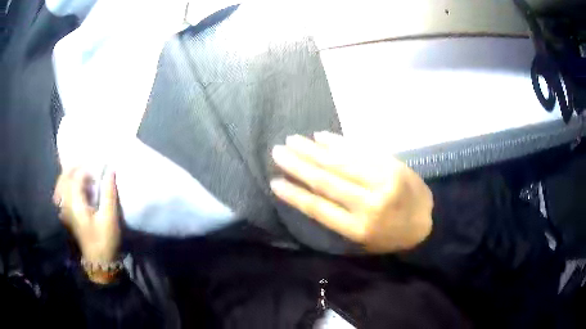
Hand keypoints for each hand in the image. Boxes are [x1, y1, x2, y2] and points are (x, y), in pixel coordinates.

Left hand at [53, 168, 120, 265]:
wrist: (99, 261)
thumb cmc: (105, 240)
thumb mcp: (110, 217)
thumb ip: (109, 193)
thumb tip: (110, 171)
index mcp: (75, 205)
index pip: (76, 178)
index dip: (86, 168)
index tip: (98, 167)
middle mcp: (66, 205)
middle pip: (64, 179)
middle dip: (74, 168)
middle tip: (87, 165)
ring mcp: (64, 211)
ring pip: (61, 186)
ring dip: (69, 176)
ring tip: (80, 173)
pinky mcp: (66, 216)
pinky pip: (61, 195)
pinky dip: (66, 186)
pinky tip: (74, 188)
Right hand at [270, 132, 432, 252]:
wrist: (428, 221)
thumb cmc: (391, 236)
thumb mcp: (364, 240)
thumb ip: (339, 219)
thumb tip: (310, 193)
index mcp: (358, 228)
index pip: (319, 208)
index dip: (295, 194)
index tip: (274, 181)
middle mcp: (368, 203)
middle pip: (326, 180)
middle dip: (298, 165)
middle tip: (277, 151)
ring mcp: (382, 181)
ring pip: (341, 162)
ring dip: (314, 150)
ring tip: (293, 140)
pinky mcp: (392, 165)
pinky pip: (361, 151)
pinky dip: (339, 143)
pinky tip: (322, 136)